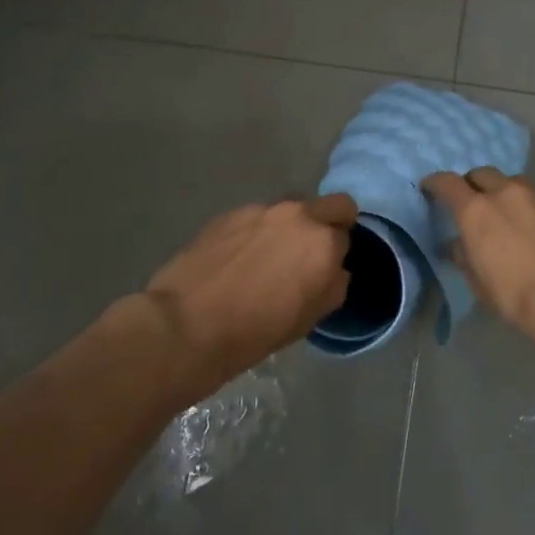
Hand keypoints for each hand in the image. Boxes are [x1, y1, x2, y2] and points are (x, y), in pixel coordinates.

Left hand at [143, 194, 357, 392]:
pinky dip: (257, 231)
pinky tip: (238, 258)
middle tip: (308, 253)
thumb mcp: (311, 318)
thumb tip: (333, 270)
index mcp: (324, 242)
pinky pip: (258, 217)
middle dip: (329, 222)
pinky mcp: (230, 213)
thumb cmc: (256, 330)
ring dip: (290, 226)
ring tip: (268, 257)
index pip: (346, 235)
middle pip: (332, 204)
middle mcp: (298, 215)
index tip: (325, 269)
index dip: (337, 253)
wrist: (188, 324)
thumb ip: (333, 284)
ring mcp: (262, 209)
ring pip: (292, 208)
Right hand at [421, 168, 534, 334]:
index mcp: (476, 210)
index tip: (431, 188)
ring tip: (511, 214)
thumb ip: (464, 256)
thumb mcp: (479, 282)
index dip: (436, 183)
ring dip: (507, 193)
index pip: (447, 183)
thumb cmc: (516, 296)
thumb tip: (457, 245)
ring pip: (515, 183)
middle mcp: (506, 193)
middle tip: (474, 202)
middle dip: (474, 184)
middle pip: (482, 174)